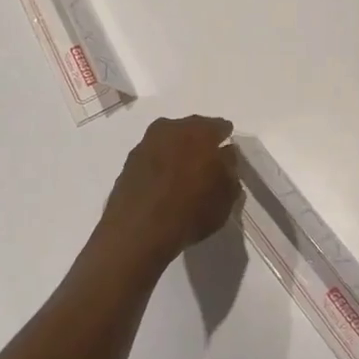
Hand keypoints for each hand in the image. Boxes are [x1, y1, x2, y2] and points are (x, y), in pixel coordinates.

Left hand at [97, 116, 240, 262]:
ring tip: (183, 175)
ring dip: (177, 153)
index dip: (225, 139)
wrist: (139, 231)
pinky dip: (159, 166)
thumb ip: (230, 170)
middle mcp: (171, 129)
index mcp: (199, 131)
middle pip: (191, 130)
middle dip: (199, 143)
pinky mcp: (128, 163)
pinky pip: (152, 159)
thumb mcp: (226, 195)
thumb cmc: (191, 209)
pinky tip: (163, 185)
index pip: (220, 127)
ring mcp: (145, 144)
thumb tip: (225, 156)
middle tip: (206, 162)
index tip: (227, 154)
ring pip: (169, 143)